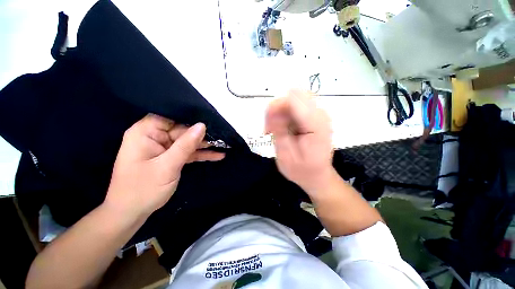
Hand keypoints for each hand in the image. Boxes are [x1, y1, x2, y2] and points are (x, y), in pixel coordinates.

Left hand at [105, 114, 224, 218]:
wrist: (131, 213)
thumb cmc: (143, 189)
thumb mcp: (167, 166)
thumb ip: (185, 145)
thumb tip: (202, 125)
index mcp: (146, 132)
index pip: (170, 116)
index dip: (190, 116)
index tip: (210, 119)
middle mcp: (155, 136)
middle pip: (182, 129)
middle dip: (202, 134)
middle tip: (222, 135)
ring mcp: (164, 148)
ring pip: (188, 142)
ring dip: (205, 145)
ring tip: (224, 144)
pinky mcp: (171, 158)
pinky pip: (188, 153)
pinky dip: (201, 154)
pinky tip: (217, 155)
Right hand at [265, 90, 333, 192]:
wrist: (318, 176)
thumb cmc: (302, 170)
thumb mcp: (285, 155)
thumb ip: (279, 130)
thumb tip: (271, 108)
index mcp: (315, 124)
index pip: (293, 99)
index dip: (275, 108)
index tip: (268, 128)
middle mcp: (320, 114)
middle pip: (293, 94)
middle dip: (277, 109)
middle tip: (272, 129)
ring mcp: (319, 113)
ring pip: (293, 98)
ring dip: (281, 112)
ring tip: (277, 131)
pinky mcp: (314, 115)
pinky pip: (296, 105)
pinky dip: (285, 114)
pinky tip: (284, 128)